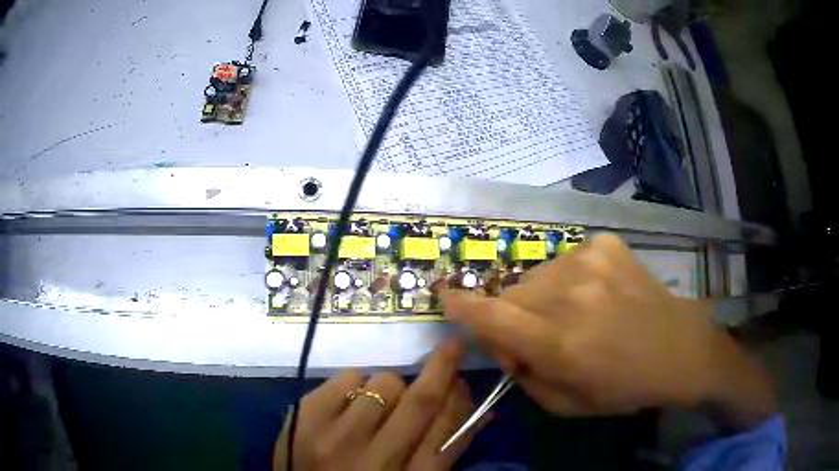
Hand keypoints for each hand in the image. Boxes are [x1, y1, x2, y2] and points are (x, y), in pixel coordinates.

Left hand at [273, 338, 486, 470]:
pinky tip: (350, 404)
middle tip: (453, 345)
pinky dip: (357, 383)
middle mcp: (374, 459)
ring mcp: (335, 437)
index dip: (462, 400)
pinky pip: (347, 377)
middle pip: (420, 402)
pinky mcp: (304, 417)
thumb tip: (480, 412)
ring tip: (379, 404)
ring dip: (393, 385)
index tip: (463, 379)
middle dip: (443, 368)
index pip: (448, 432)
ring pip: (384, 383)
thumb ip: (443, 452)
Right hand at [442, 234, 774, 428]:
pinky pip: (566, 260)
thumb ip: (523, 375)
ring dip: (542, 296)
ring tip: (574, 313)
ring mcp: (590, 262)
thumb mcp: (565, 404)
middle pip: (512, 294)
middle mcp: (570, 295)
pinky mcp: (606, 245)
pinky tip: (596, 293)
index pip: (491, 316)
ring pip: (537, 275)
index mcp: (559, 343)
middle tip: (540, 333)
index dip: (462, 306)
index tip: (446, 297)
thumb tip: (503, 342)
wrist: (679, 348)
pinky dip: (570, 279)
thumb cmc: (623, 386)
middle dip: (514, 315)